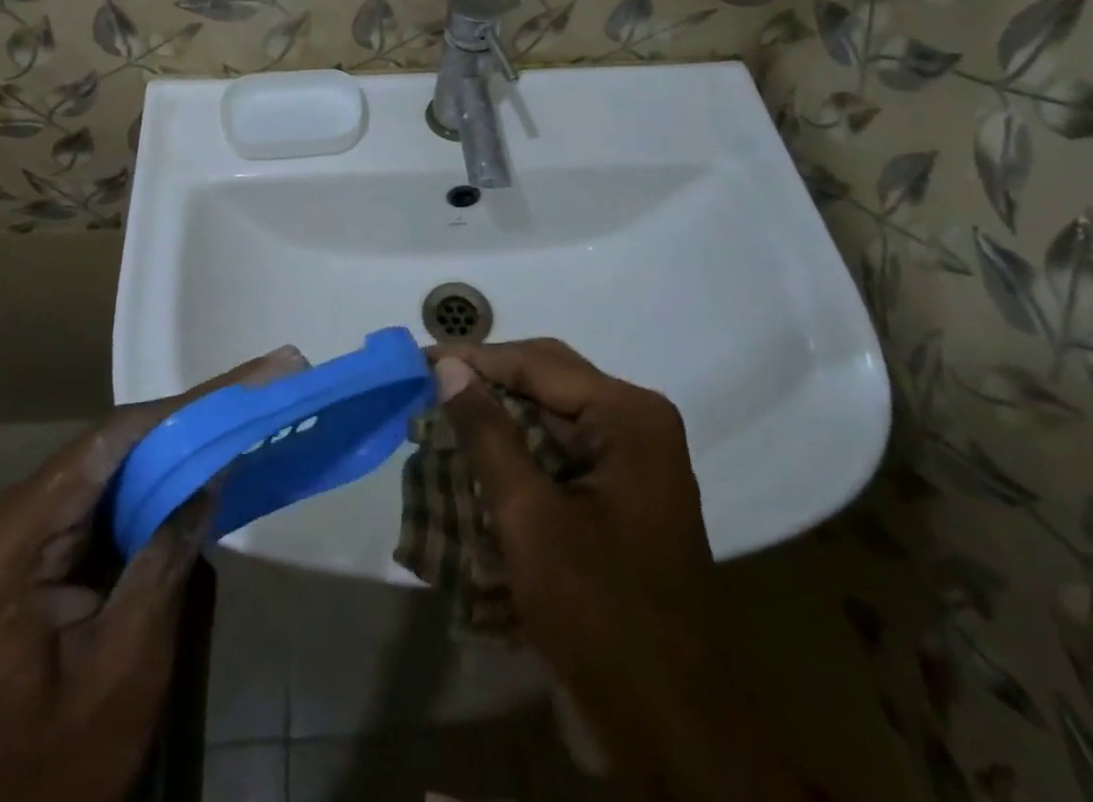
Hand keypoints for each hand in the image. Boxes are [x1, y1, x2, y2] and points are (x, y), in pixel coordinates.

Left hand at [0, 348, 305, 801]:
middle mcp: (17, 514)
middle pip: (118, 442)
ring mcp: (29, 531)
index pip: (115, 441)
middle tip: (266, 381)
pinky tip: (207, 458)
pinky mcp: (47, 550)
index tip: (254, 378)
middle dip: (195, 412)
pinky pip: (113, 494)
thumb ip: (168, 553)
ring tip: (248, 403)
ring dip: (184, 437)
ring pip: (119, 461)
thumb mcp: (127, 662)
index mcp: (19, 535)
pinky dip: (164, 476)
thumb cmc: (58, 765)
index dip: (190, 405)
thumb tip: (215, 467)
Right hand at [432, 339, 798, 800]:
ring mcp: (634, 461)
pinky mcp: (622, 495)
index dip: (474, 359)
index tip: (418, 360)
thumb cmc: (600, 615)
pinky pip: (561, 451)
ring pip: (551, 416)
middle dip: (486, 385)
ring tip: (441, 418)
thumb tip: (446, 366)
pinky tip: (478, 459)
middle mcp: (637, 424)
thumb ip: (486, 433)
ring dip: (499, 418)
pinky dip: (518, 451)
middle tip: (425, 387)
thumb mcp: (529, 517)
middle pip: (547, 382)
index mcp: (628, 416)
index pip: (537, 363)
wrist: (674, 732)